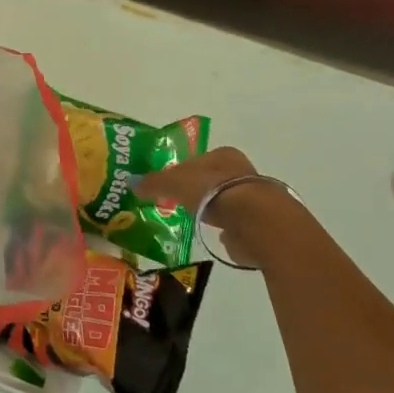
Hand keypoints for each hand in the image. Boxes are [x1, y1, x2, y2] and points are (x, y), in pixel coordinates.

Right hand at [136, 147, 305, 259]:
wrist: (256, 222)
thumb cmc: (212, 192)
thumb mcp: (174, 182)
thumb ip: (154, 183)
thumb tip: (133, 184)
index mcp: (223, 155)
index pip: (196, 160)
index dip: (180, 171)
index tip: (166, 187)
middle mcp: (243, 172)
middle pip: (212, 181)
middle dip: (197, 192)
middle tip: (176, 204)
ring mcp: (255, 200)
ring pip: (225, 203)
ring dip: (212, 212)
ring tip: (193, 221)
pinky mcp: (261, 226)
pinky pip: (236, 227)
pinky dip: (226, 232)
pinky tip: (214, 237)